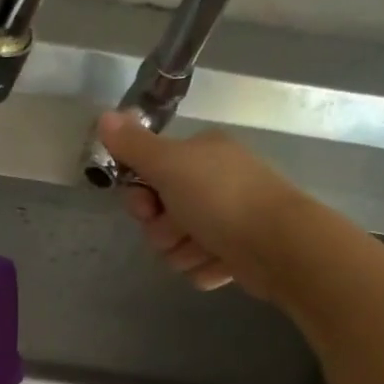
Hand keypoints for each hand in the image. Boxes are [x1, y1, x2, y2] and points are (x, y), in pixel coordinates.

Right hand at [96, 111, 307, 298]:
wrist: (279, 245)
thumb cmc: (221, 198)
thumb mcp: (169, 165)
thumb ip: (134, 145)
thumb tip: (104, 115)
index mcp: (200, 155)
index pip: (147, 177)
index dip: (140, 198)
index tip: (148, 207)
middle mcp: (213, 182)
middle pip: (159, 217)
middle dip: (163, 231)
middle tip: (181, 228)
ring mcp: (226, 219)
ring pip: (176, 246)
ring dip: (184, 253)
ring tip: (207, 248)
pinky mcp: (236, 253)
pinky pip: (199, 266)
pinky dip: (205, 267)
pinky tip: (222, 262)